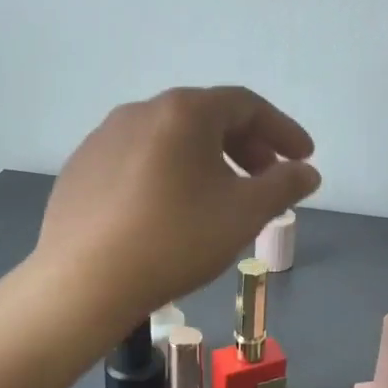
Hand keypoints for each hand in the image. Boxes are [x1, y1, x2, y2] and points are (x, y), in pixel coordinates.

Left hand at [37, 86, 319, 319]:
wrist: (83, 282)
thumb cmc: (176, 239)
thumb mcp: (244, 213)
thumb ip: (284, 185)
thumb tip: (307, 172)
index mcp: (184, 111)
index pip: (247, 105)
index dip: (282, 130)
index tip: (304, 158)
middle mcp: (141, 110)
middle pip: (207, 117)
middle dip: (246, 145)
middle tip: (266, 179)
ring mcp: (104, 137)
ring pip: (170, 139)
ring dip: (206, 159)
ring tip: (220, 197)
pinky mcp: (81, 167)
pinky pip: (138, 159)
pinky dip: (168, 173)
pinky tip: (169, 210)